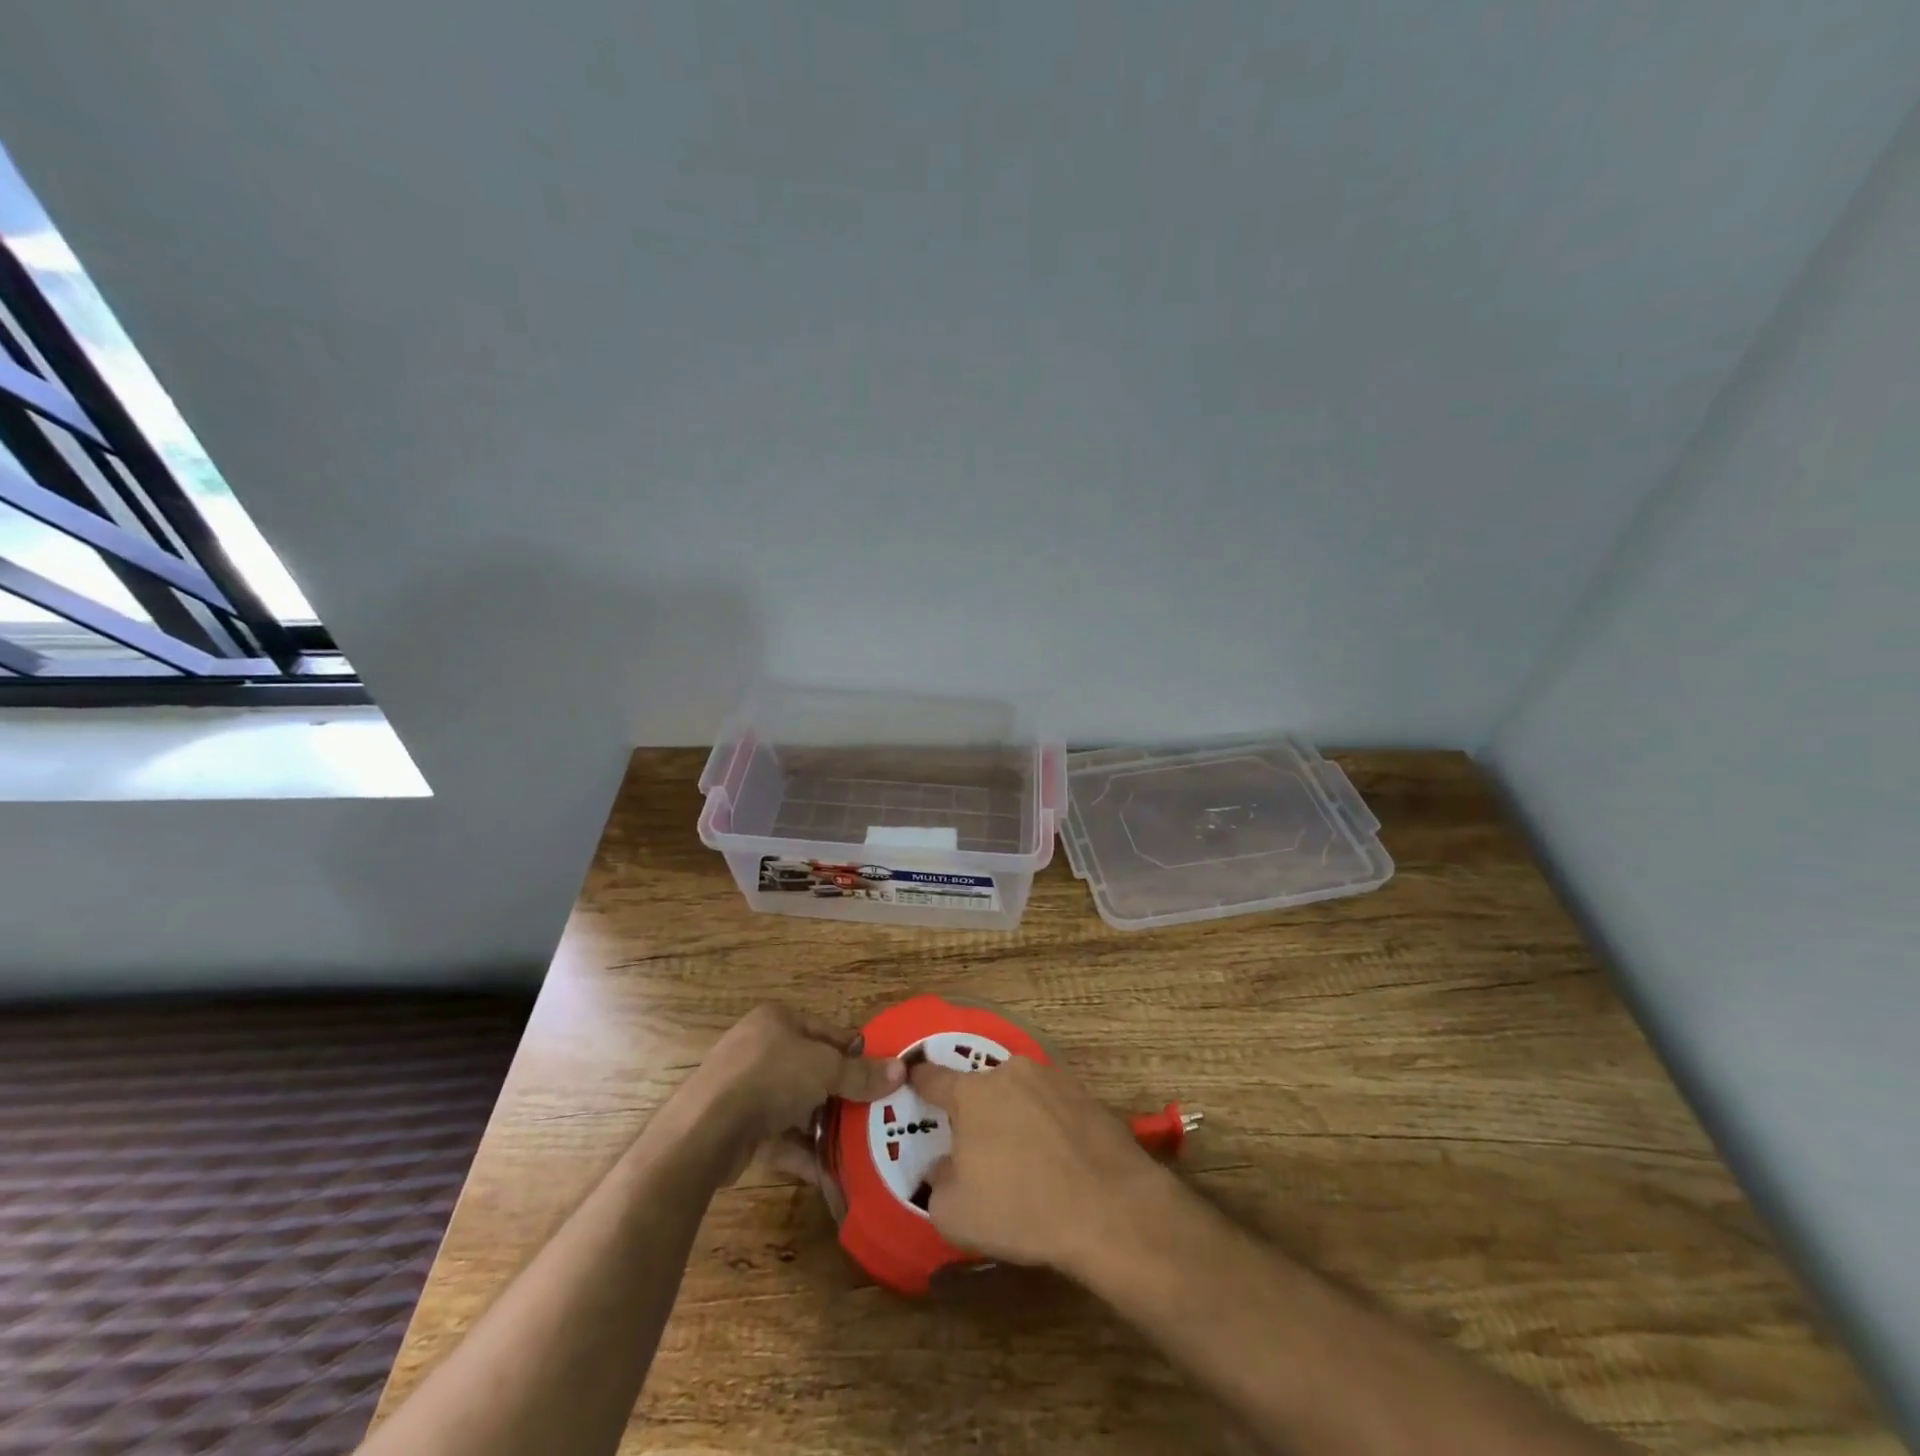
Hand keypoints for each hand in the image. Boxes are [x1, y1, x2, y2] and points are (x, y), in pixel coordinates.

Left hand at [675, 1005, 903, 1181]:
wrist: (706, 1129)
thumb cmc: (770, 1077)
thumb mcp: (824, 1069)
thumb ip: (861, 1074)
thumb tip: (902, 1071)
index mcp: (777, 1020)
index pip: (827, 1032)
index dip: (856, 1053)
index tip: (883, 1075)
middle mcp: (760, 1048)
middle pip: (812, 1070)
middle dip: (841, 1094)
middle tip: (876, 1113)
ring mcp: (745, 1089)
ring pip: (796, 1105)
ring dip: (823, 1126)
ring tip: (859, 1145)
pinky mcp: (737, 1127)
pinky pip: (779, 1137)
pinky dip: (803, 1151)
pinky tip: (830, 1171)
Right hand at [910, 1056, 1166, 1273]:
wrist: (1108, 1208)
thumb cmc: (1020, 1209)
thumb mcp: (954, 1214)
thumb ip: (937, 1182)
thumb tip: (944, 1167)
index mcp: (972, 1093)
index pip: (933, 1078)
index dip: (920, 1080)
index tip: (912, 1078)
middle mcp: (1010, 1073)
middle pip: (982, 1088)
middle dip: (977, 1113)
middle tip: (981, 1151)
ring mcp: (1052, 1079)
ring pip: (1020, 1095)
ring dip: (1015, 1118)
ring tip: (1025, 1161)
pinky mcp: (1086, 1095)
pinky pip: (1053, 1107)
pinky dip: (1049, 1126)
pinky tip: (1059, 1162)